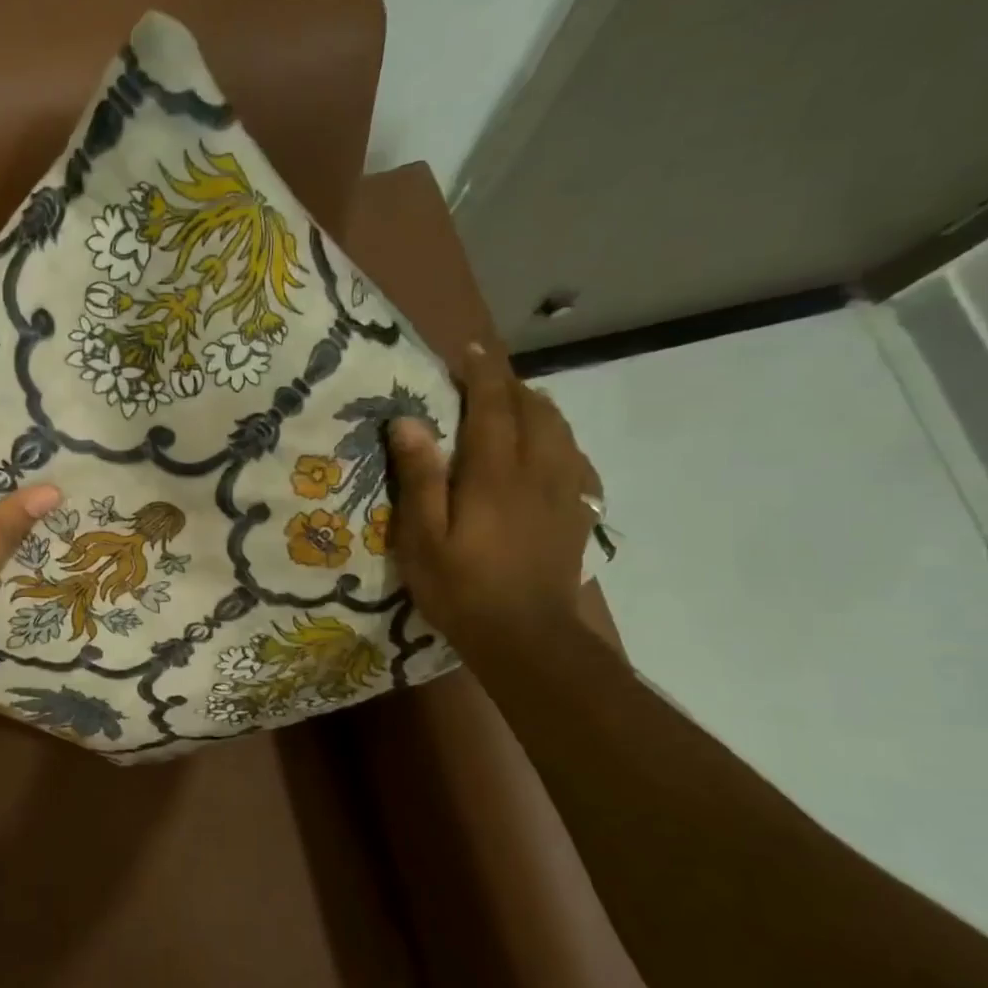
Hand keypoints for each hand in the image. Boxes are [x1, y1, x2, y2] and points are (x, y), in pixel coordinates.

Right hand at [388, 344, 601, 657]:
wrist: (527, 638)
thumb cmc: (461, 589)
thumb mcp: (422, 539)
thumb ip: (419, 478)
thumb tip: (408, 422)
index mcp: (495, 474)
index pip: (493, 405)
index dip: (482, 372)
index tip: (469, 348)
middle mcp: (537, 471)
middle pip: (533, 410)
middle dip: (510, 384)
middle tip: (484, 377)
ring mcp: (565, 493)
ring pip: (561, 430)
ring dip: (538, 407)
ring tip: (516, 403)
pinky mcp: (579, 515)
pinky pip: (578, 460)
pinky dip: (561, 440)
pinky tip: (551, 449)